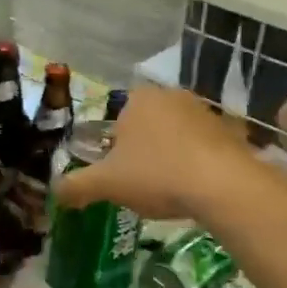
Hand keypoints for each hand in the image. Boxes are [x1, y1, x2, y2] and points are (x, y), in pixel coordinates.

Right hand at [53, 87, 248, 220]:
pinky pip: (205, 148)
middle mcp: (172, 96)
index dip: (115, 148)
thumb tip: (56, 191)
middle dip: (144, 152)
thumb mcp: (106, 184)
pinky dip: (199, 164)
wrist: (222, 184)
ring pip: (177, 136)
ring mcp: (205, 111)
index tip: (120, 174)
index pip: (118, 119)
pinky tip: (197, 189)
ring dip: (172, 157)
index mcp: (139, 99)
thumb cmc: (156, 174)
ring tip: (171, 190)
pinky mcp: (231, 130)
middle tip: (143, 184)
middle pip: (148, 126)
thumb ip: (77, 185)